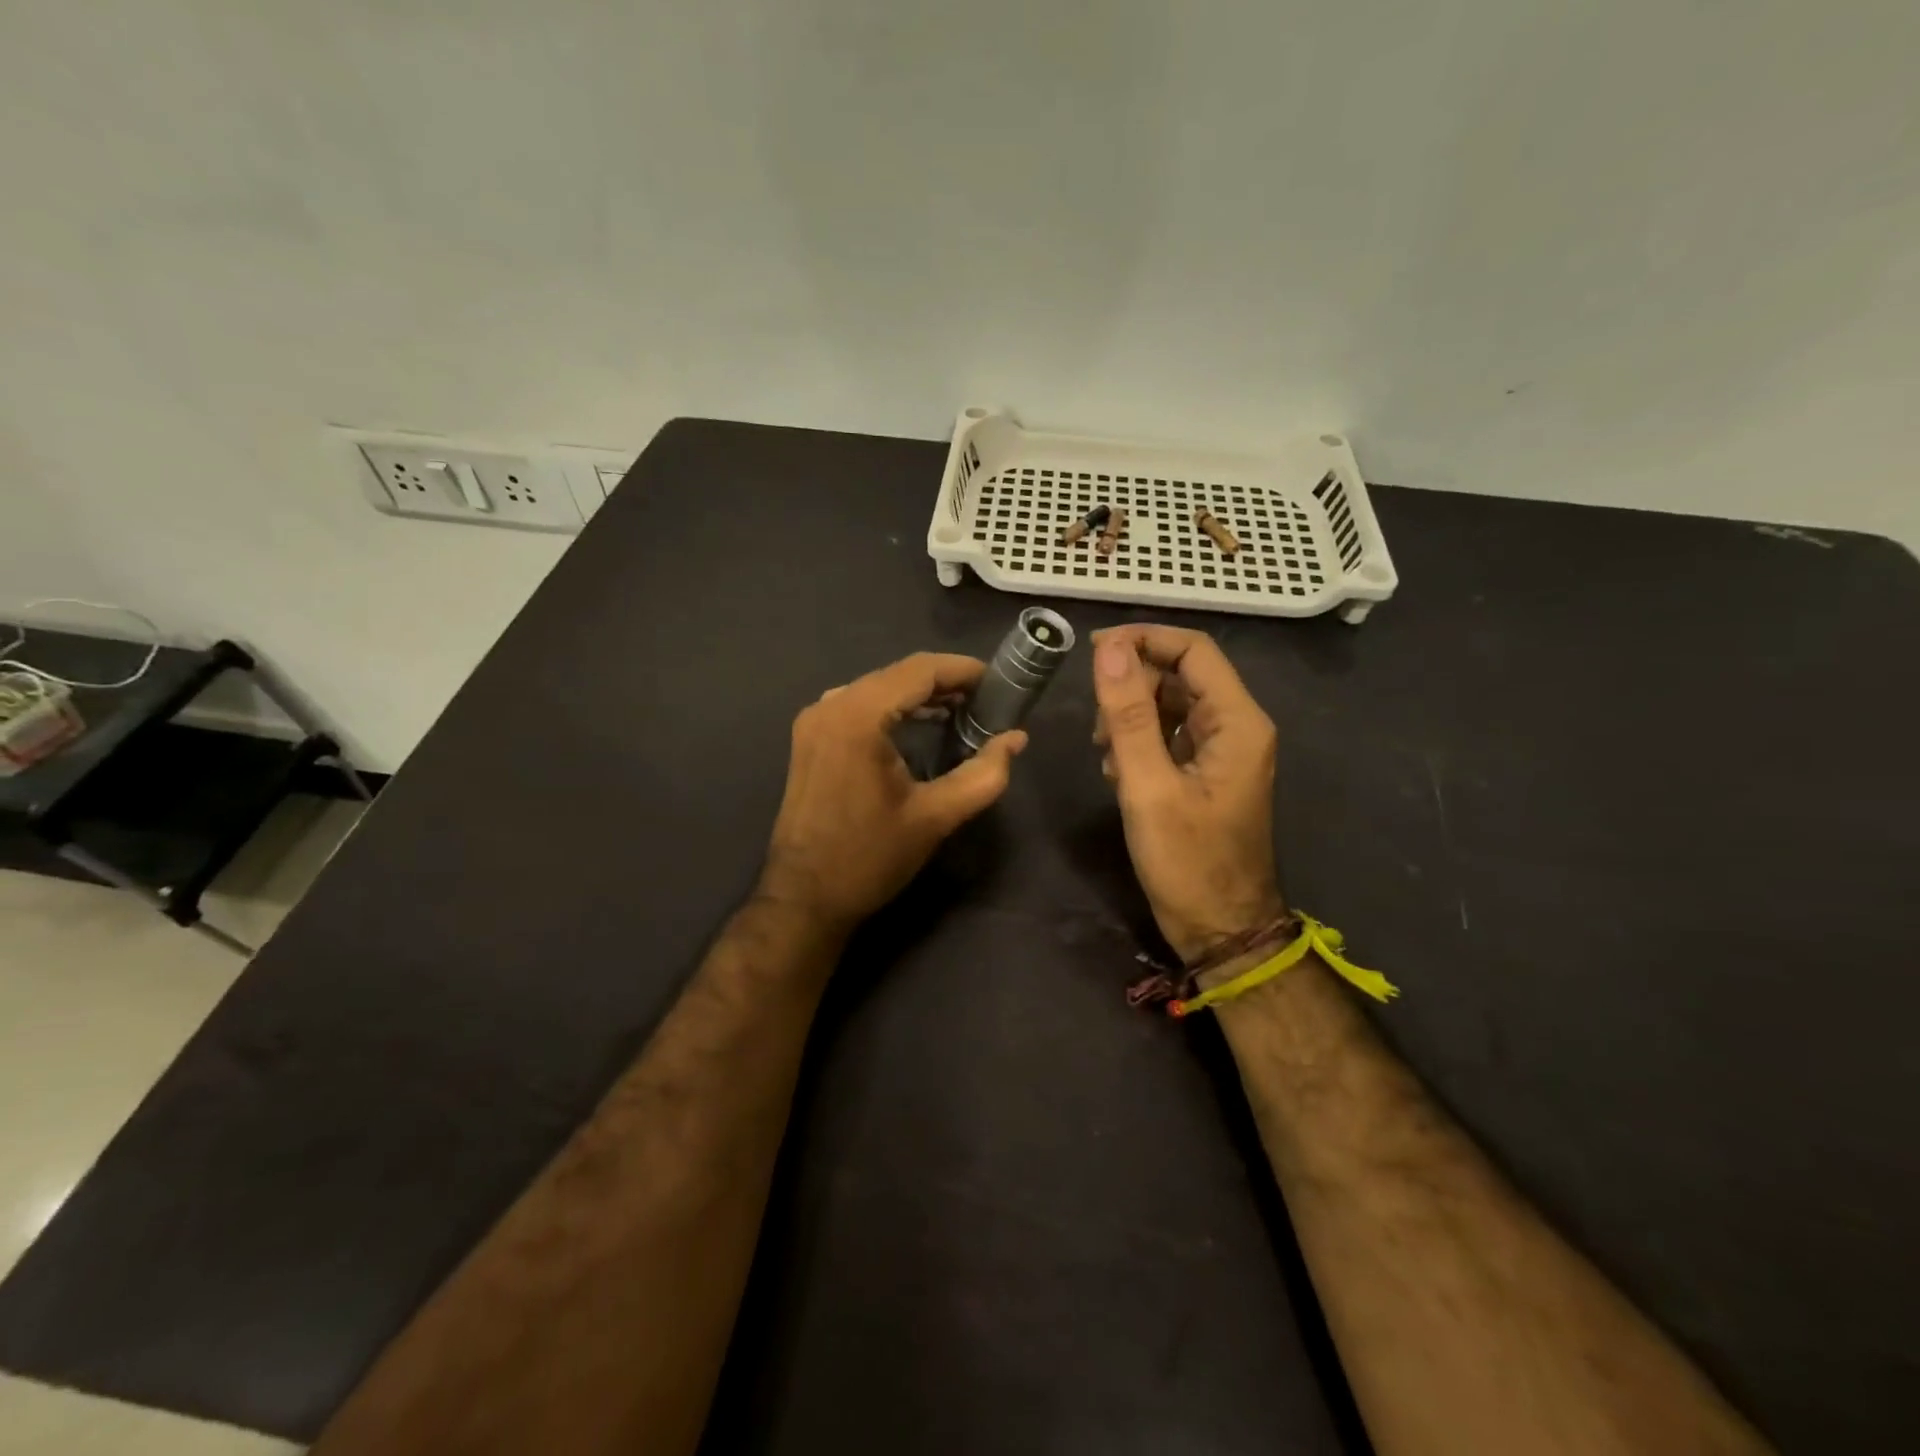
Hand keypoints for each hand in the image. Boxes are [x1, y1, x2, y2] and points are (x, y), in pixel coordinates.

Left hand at [759, 653, 1027, 934]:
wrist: (804, 897)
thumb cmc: (870, 857)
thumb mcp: (935, 817)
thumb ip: (983, 775)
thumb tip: (1016, 739)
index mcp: (857, 717)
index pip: (918, 671)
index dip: (962, 670)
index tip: (997, 682)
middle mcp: (830, 706)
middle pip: (897, 674)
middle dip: (944, 681)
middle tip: (986, 699)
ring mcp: (814, 720)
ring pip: (877, 687)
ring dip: (919, 693)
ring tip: (961, 709)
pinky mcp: (810, 738)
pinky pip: (858, 704)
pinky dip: (893, 706)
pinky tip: (920, 723)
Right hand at [1092, 625, 1284, 960]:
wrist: (1221, 929)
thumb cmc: (1188, 862)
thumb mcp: (1148, 787)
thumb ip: (1128, 716)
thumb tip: (1109, 651)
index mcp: (1237, 722)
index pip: (1193, 650)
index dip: (1144, 640)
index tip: (1094, 652)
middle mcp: (1237, 726)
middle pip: (1180, 675)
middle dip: (1132, 687)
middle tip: (1097, 726)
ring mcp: (1223, 750)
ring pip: (1171, 704)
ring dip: (1131, 716)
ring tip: (1105, 754)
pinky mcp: (1207, 771)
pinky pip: (1171, 734)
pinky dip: (1140, 741)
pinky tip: (1118, 770)